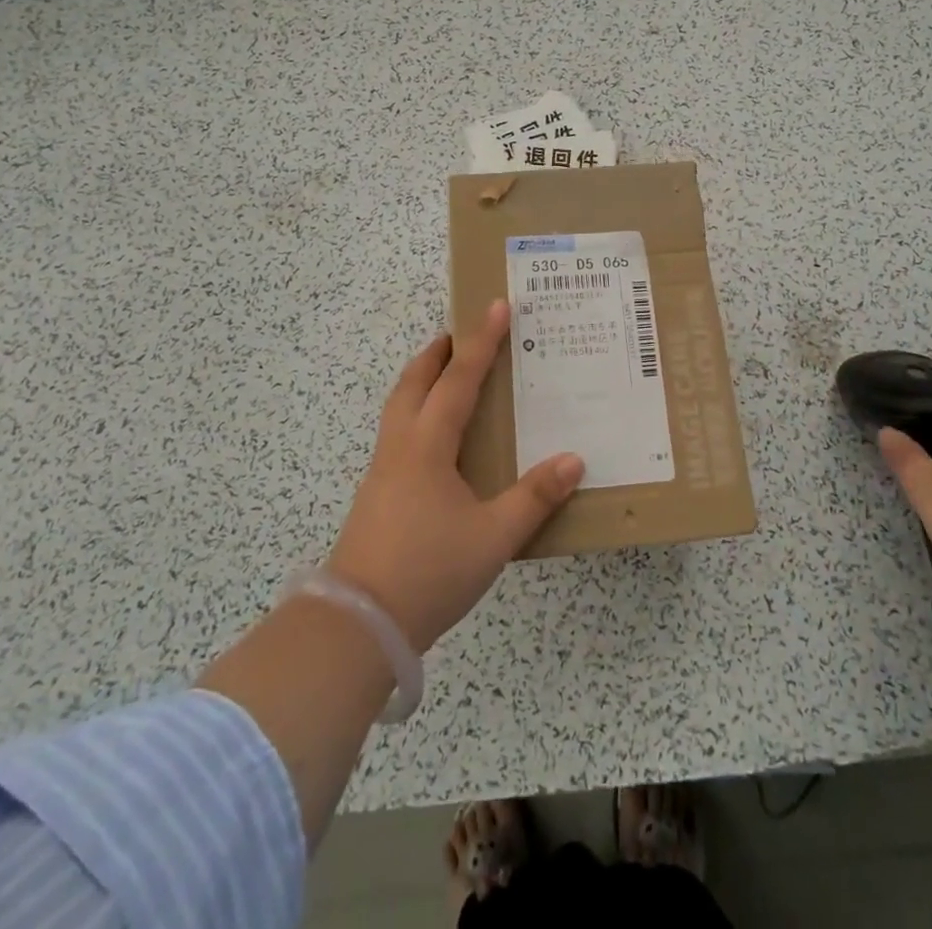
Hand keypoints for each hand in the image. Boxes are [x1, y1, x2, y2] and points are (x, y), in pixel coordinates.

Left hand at [327, 300, 584, 652]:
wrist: (357, 626)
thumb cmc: (429, 571)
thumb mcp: (493, 537)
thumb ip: (534, 497)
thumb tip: (573, 460)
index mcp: (428, 446)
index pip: (459, 379)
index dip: (481, 342)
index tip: (496, 306)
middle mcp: (401, 447)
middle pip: (414, 383)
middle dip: (437, 353)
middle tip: (460, 334)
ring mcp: (382, 472)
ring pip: (399, 407)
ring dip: (421, 380)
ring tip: (444, 374)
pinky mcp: (376, 495)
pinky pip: (397, 434)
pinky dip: (416, 412)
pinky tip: (433, 439)